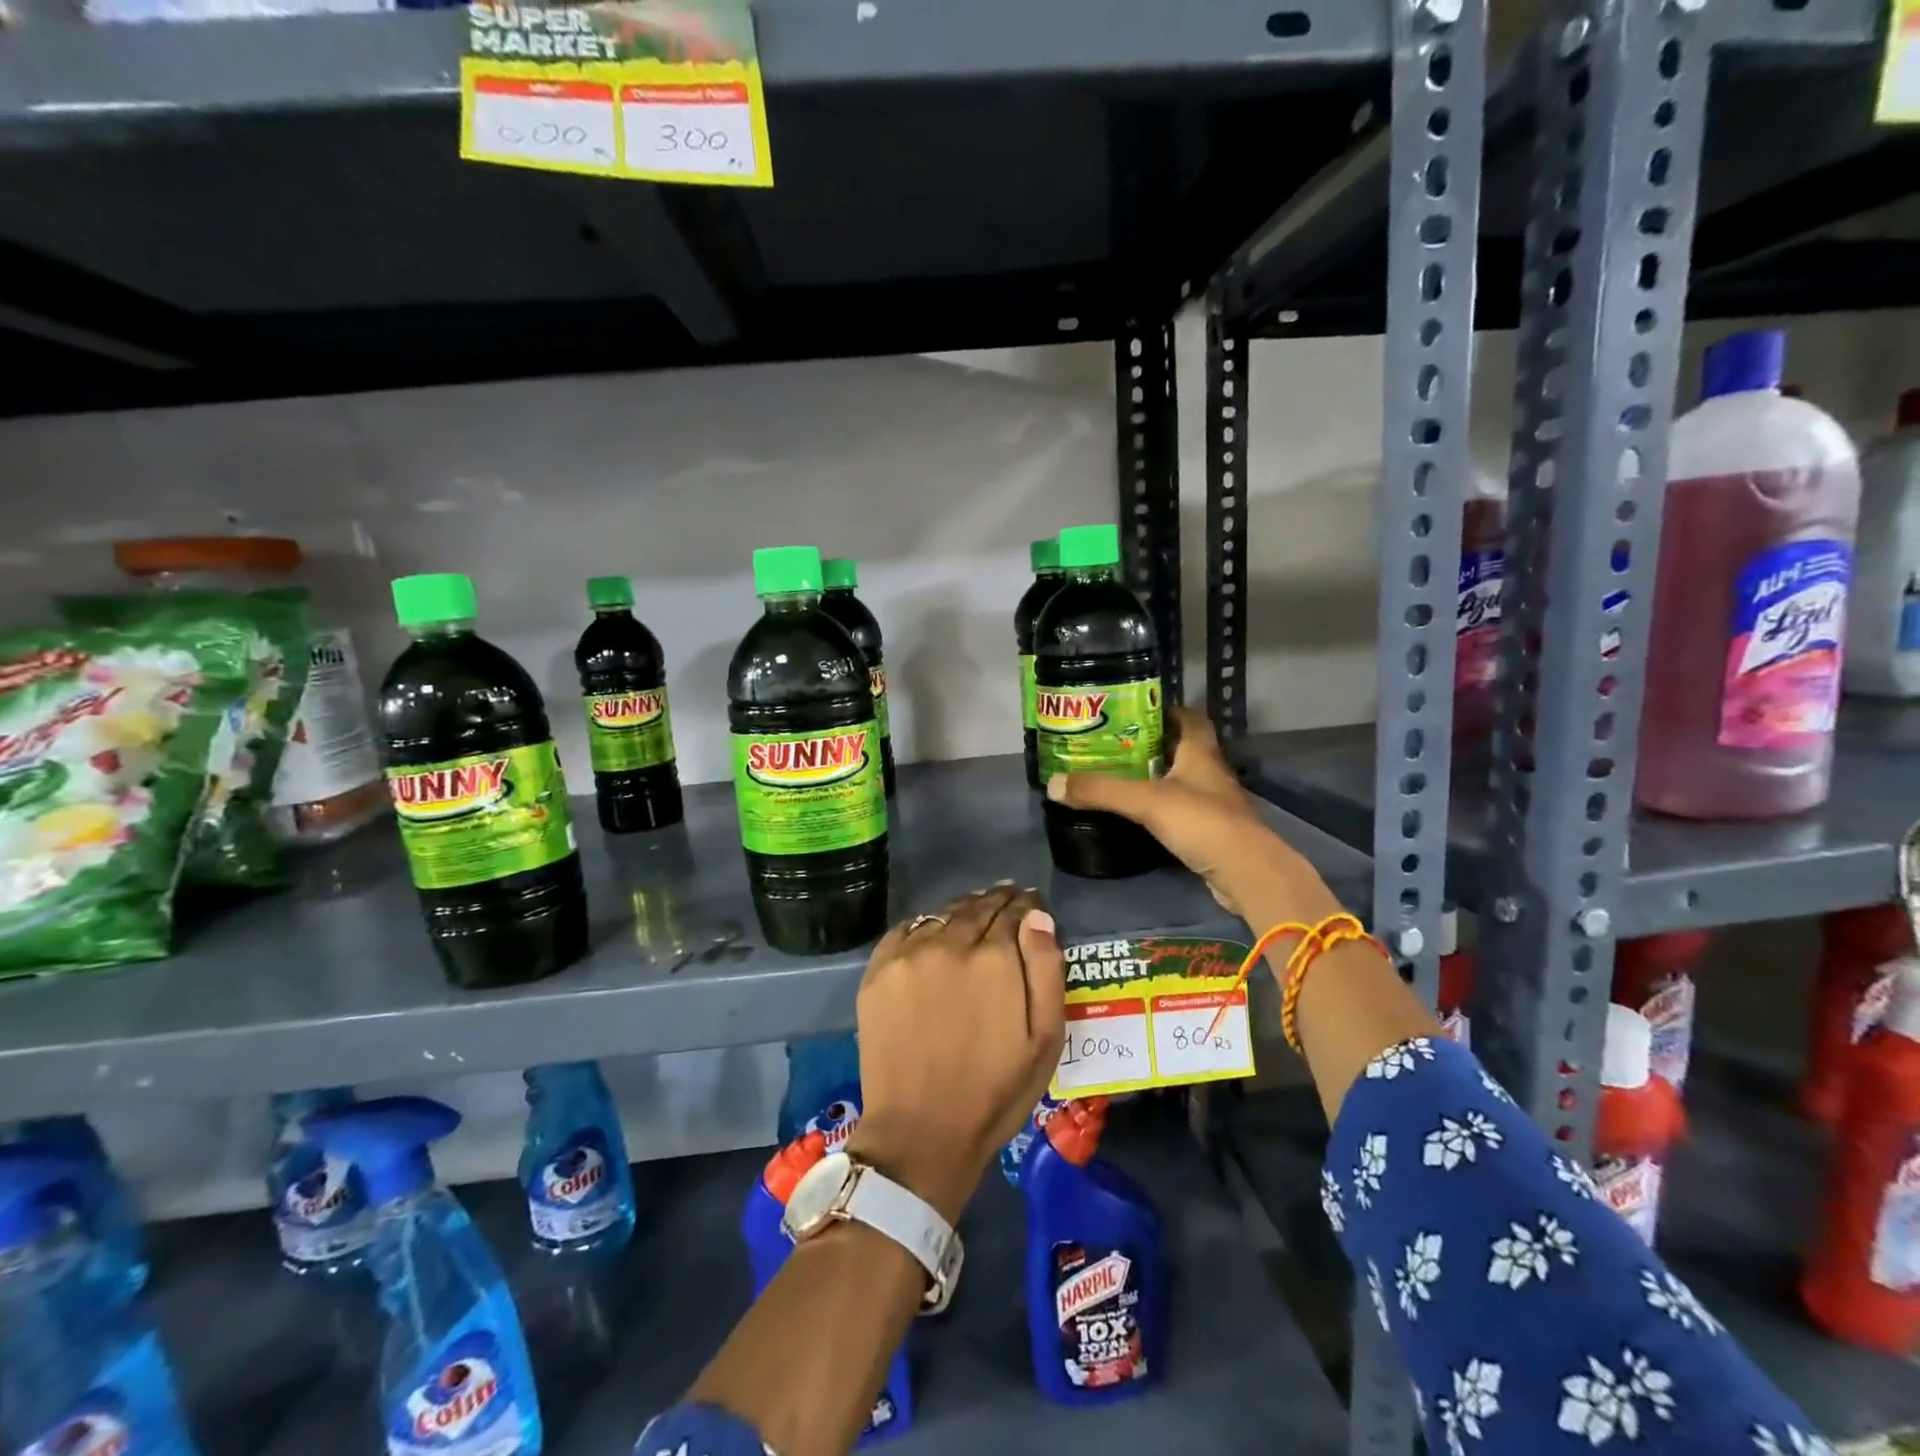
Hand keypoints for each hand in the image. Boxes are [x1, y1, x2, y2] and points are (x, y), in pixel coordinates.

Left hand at [845, 885, 1065, 1223]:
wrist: (920, 1132)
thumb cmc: (994, 1092)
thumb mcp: (1044, 1039)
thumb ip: (1046, 970)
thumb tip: (1038, 917)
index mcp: (994, 958)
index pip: (1013, 911)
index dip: (1025, 905)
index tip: (1030, 902)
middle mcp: (949, 944)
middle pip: (977, 907)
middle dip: (996, 901)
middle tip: (1007, 897)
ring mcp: (908, 955)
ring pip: (942, 914)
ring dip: (962, 909)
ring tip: (974, 911)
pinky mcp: (878, 972)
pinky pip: (906, 930)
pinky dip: (925, 925)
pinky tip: (934, 932)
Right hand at [1047, 707, 1338, 922]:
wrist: (1244, 872)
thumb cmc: (1200, 821)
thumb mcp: (1144, 801)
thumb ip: (1100, 791)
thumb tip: (1053, 783)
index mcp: (1200, 753)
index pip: (1189, 718)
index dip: (1167, 711)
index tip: (1135, 711)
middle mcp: (1210, 772)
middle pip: (1182, 749)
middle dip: (1152, 745)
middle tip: (1115, 746)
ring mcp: (1214, 804)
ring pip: (1182, 781)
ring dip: (1157, 778)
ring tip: (1120, 778)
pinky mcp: (1212, 832)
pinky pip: (1183, 811)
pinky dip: (1163, 809)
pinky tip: (1140, 815)